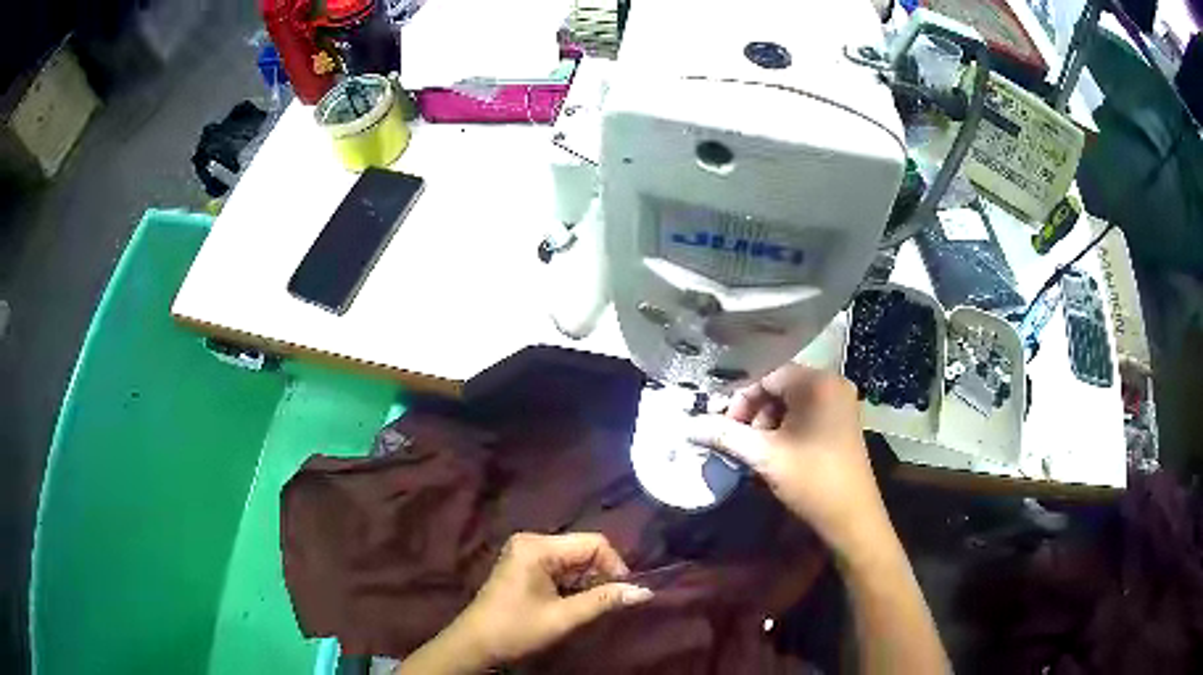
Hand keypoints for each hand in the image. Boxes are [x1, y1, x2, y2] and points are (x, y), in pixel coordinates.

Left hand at [405, 533, 652, 672]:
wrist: (474, 645)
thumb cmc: (516, 630)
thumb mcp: (563, 618)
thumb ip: (604, 601)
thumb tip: (645, 591)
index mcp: (538, 546)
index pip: (593, 543)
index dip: (615, 566)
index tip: (622, 594)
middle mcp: (532, 540)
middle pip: (583, 549)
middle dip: (600, 575)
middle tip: (606, 603)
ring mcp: (525, 552)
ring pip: (574, 559)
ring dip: (587, 581)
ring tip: (588, 606)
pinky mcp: (523, 564)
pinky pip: (560, 566)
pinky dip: (573, 583)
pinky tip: (571, 603)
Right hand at [689, 365, 890, 561]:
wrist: (852, 517)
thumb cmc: (811, 481)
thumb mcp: (764, 456)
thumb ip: (725, 436)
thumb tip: (688, 426)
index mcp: (818, 383)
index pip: (767, 375)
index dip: (740, 399)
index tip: (722, 427)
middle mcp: (833, 383)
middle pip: (779, 387)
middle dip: (753, 412)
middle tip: (737, 440)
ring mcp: (841, 403)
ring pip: (791, 402)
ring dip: (767, 422)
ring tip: (756, 451)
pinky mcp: (843, 421)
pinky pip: (806, 413)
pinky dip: (786, 428)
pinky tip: (776, 453)